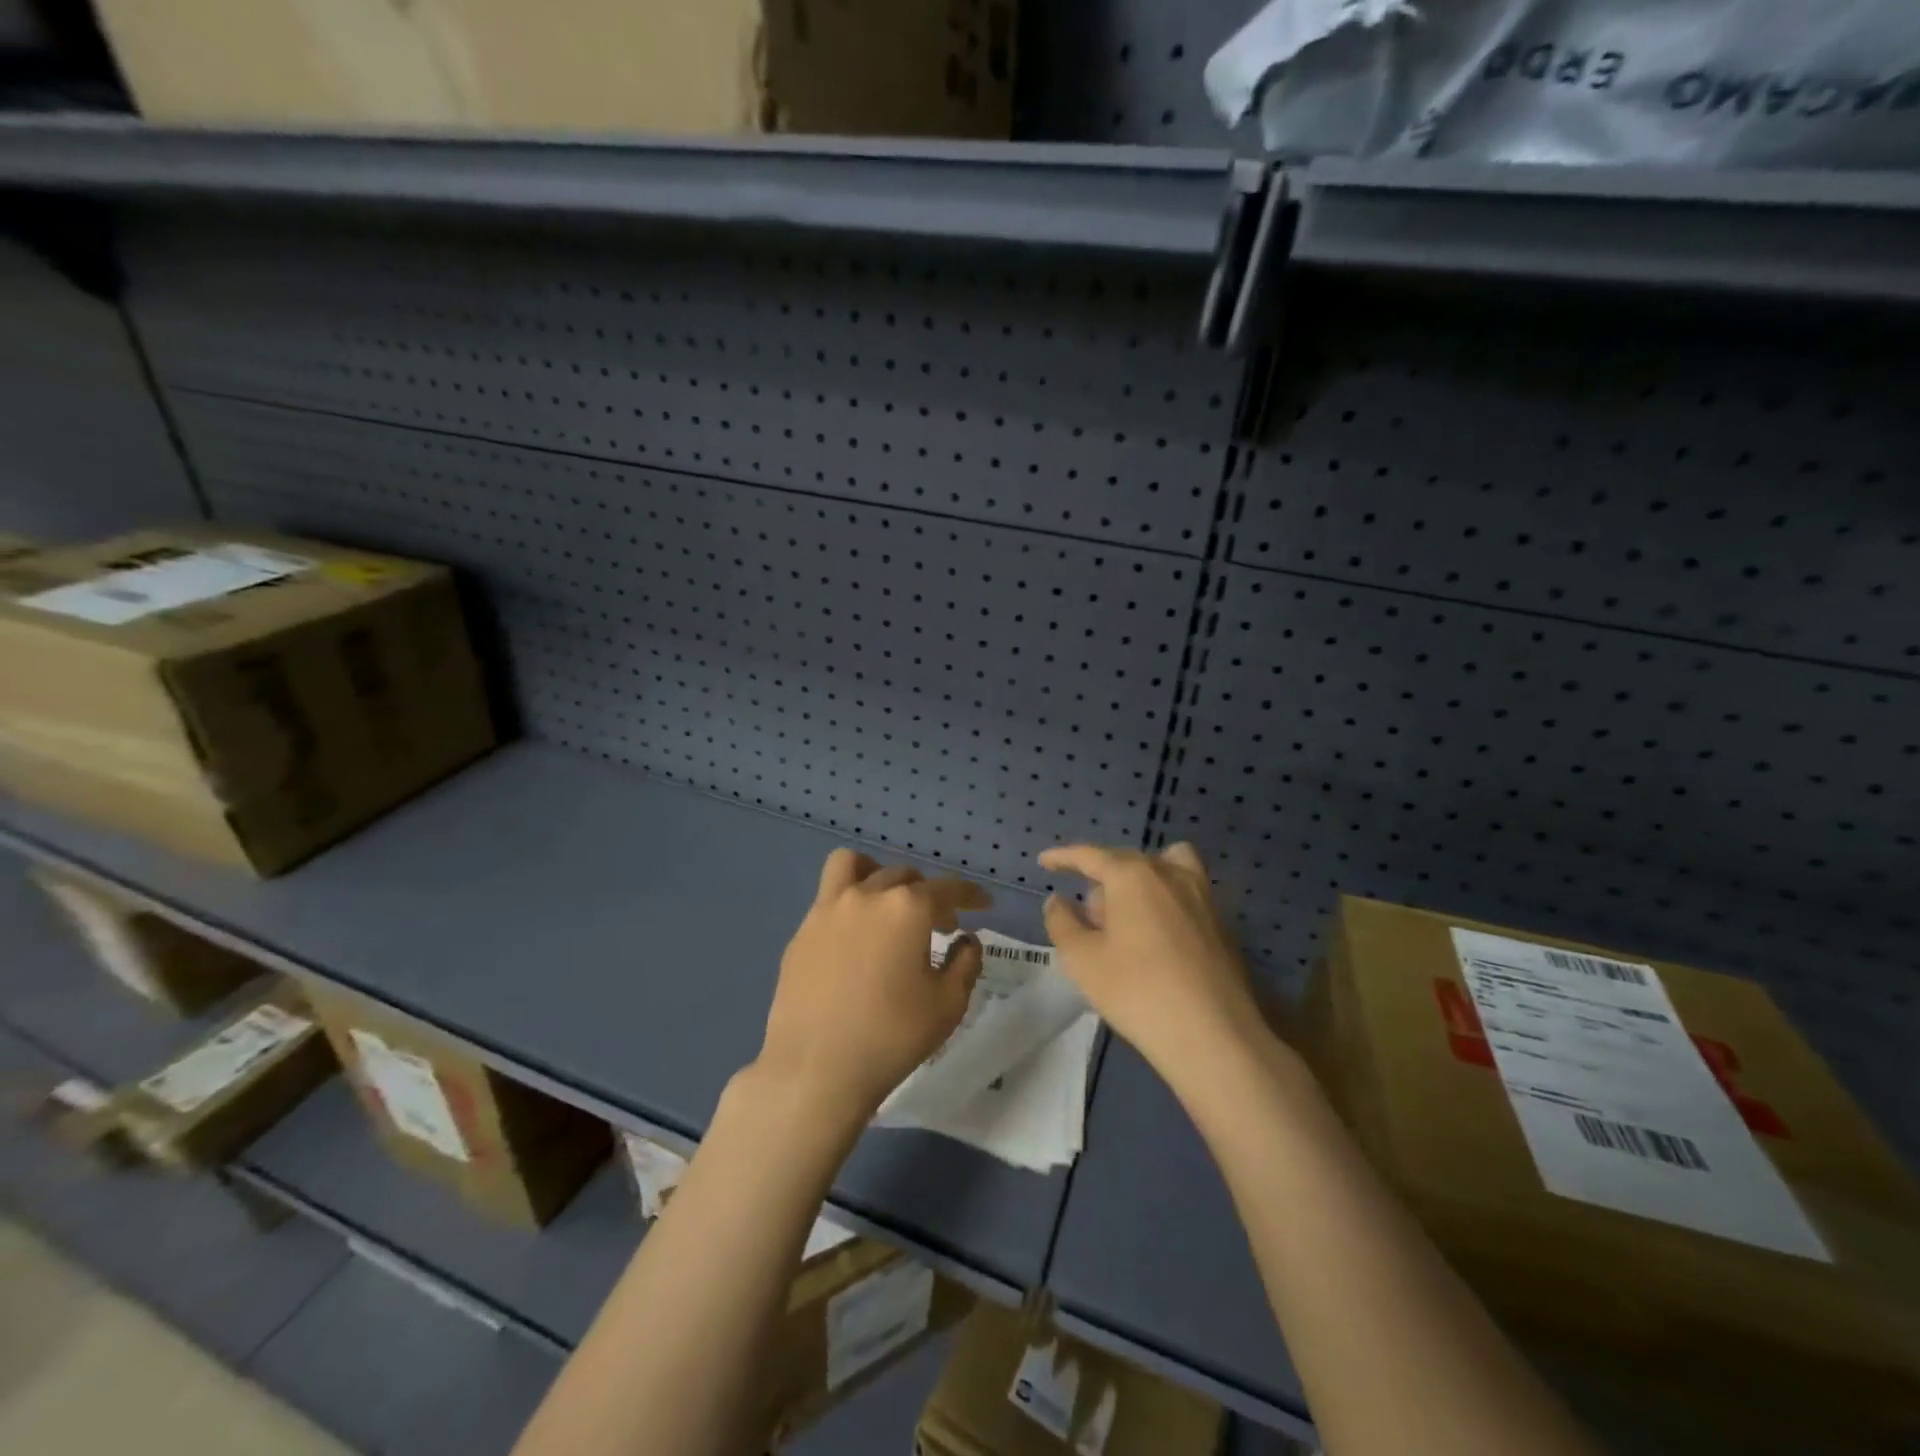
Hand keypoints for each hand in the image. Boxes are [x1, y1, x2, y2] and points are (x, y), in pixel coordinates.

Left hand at [755, 850, 989, 1127]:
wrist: (815, 1069)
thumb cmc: (892, 1037)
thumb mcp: (948, 1005)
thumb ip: (966, 963)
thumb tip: (966, 939)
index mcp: (907, 908)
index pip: (948, 888)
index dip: (971, 895)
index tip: (984, 904)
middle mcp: (867, 895)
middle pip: (904, 877)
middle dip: (928, 895)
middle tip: (940, 925)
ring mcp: (827, 910)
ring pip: (854, 865)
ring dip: (878, 874)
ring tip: (887, 904)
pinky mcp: (802, 932)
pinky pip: (829, 899)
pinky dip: (850, 905)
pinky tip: (856, 941)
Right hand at [1040, 842, 1262, 1086]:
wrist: (1214, 1035)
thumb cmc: (1137, 991)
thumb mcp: (1082, 960)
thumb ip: (1062, 922)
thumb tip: (1058, 901)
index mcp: (1132, 875)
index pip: (1090, 855)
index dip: (1063, 856)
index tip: (1044, 861)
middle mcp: (1170, 874)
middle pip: (1127, 862)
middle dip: (1101, 880)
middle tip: (1086, 917)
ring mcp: (1202, 896)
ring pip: (1165, 868)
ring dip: (1140, 881)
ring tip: (1128, 918)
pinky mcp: (1222, 924)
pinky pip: (1185, 895)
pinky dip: (1164, 902)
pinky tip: (1157, 942)